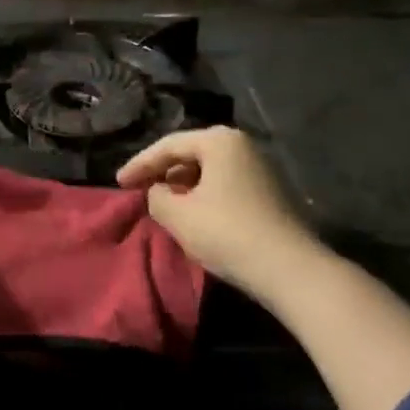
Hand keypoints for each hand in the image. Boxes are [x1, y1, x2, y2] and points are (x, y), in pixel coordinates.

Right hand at [116, 126, 315, 298]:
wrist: (290, 270)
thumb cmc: (228, 233)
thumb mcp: (179, 216)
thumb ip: (156, 197)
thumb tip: (157, 192)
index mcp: (219, 140)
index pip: (168, 146)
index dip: (139, 164)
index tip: (118, 183)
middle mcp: (241, 144)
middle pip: (190, 153)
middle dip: (163, 172)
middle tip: (139, 190)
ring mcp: (260, 166)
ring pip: (209, 170)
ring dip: (183, 185)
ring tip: (163, 204)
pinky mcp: (269, 190)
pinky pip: (225, 183)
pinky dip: (204, 194)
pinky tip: (193, 214)